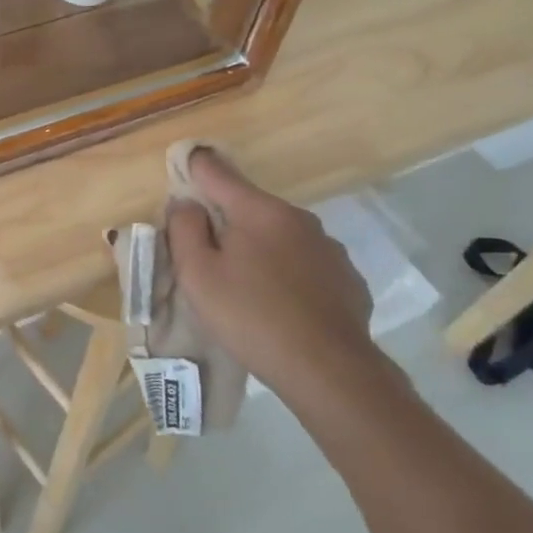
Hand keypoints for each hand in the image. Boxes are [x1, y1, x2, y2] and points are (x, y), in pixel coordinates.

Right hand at [167, 150, 403, 413]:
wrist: (328, 370)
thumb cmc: (251, 317)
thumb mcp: (198, 275)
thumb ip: (184, 230)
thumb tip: (185, 203)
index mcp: (259, 211)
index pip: (218, 172)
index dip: (196, 165)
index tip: (185, 161)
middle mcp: (298, 219)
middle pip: (250, 207)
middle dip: (227, 220)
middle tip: (208, 252)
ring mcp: (328, 248)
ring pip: (281, 236)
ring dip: (260, 248)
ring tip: (247, 285)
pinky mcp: (347, 279)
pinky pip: (306, 264)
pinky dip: (288, 273)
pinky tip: (282, 304)